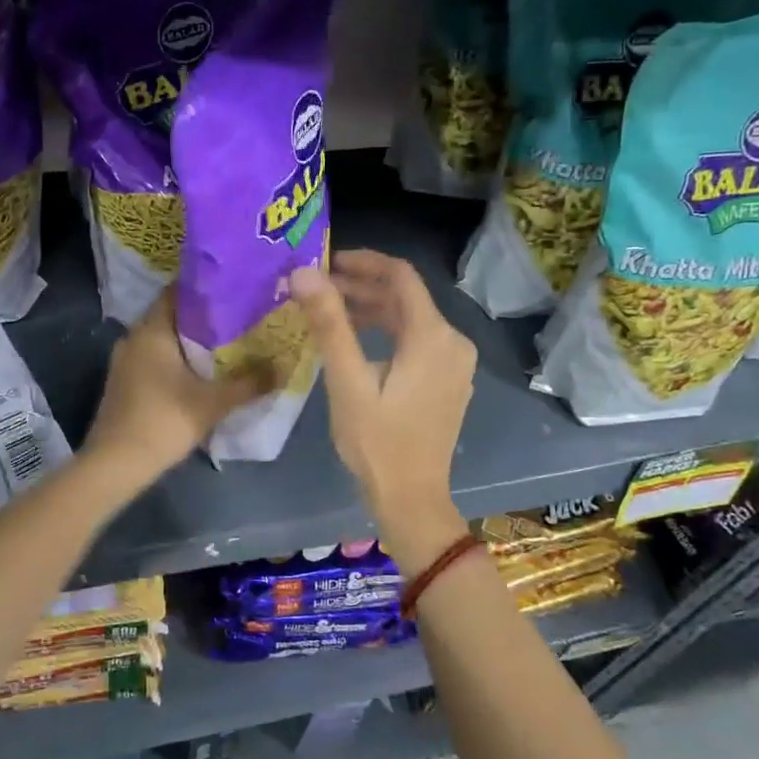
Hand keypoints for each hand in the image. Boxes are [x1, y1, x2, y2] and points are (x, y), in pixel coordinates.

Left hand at [83, 289, 268, 481]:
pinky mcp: (124, 382)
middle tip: (239, 317)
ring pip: (163, 339)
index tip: (234, 289)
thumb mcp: (213, 402)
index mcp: (151, 330)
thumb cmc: (164, 422)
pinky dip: (177, 360)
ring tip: (226, 344)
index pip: (177, 291)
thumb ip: (249, 383)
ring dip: (191, 341)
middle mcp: (134, 337)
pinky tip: (199, 373)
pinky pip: (155, 359)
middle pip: (172, 315)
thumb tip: (283, 367)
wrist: (115, 464)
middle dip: (204, 317)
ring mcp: (125, 361)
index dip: (205, 287)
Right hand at [290, 252, 475, 574]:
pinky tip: (356, 342)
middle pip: (406, 297)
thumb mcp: (347, 380)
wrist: (411, 498)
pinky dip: (386, 333)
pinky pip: (418, 342)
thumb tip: (303, 273)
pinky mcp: (449, 381)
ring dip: (372, 310)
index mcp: (433, 336)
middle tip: (318, 288)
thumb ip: (329, 323)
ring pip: (410, 320)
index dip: (363, 261)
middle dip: (362, 287)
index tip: (326, 261)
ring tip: (329, 312)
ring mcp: (455, 363)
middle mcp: (453, 342)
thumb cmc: (376, 441)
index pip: (401, 275)